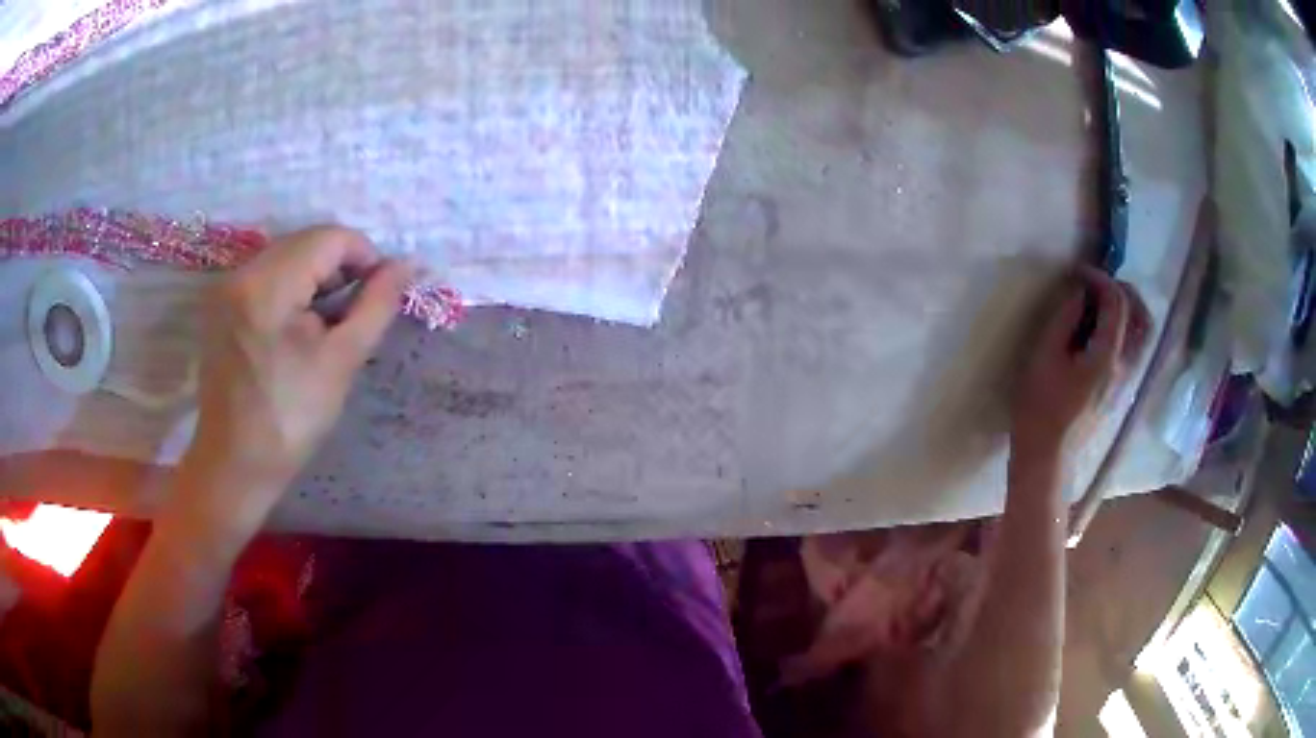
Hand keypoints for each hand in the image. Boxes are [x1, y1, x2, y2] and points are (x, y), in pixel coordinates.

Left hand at [180, 226, 410, 533]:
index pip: (329, 237)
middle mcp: (243, 273)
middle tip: (355, 311)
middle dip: (340, 265)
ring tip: (328, 321)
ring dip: (316, 276)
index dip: (365, 256)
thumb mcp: (342, 361)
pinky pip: (266, 274)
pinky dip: (292, 287)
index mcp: (269, 285)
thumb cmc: (291, 419)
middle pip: (305, 241)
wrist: (235, 465)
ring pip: (286, 255)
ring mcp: (227, 287)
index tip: (380, 294)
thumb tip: (406, 265)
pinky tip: (298, 325)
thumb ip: (377, 305)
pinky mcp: (221, 304)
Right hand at [1011, 267, 1149, 461]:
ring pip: (1143, 334)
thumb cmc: (1040, 408)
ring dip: (1129, 309)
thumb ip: (1064, 319)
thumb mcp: (1043, 357)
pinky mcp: (1120, 390)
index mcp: (1106, 356)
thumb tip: (1078, 291)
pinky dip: (1125, 328)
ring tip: (1103, 304)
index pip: (1117, 303)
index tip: (1078, 273)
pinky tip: (1101, 331)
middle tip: (1098, 284)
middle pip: (1142, 316)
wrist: (1047, 458)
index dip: (1100, 279)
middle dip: (1124, 290)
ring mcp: (1126, 380)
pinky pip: (1134, 348)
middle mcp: (1125, 366)